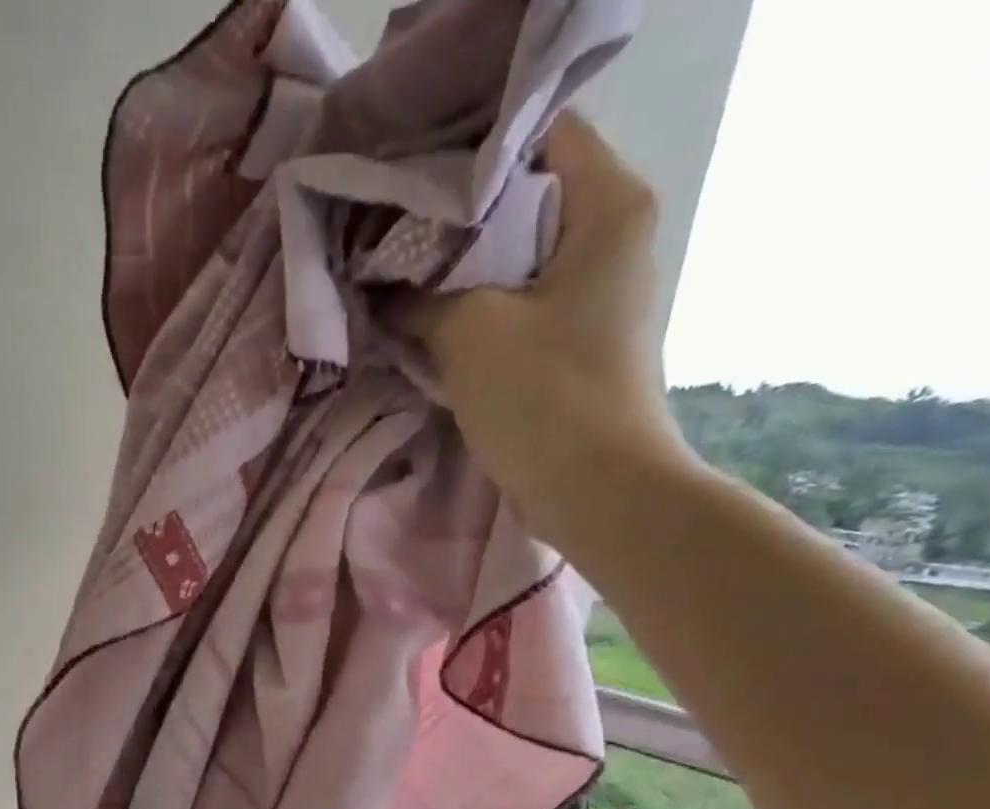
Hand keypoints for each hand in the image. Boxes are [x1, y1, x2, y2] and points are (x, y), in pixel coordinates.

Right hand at [413, 113, 691, 541]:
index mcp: (606, 206)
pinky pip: (513, 312)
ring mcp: (591, 298)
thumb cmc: (545, 396)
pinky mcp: (570, 347)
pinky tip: (423, 330)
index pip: (535, 136)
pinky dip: (471, 318)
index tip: (403, 190)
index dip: (464, 159)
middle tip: (383, 239)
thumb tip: (381, 289)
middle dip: (448, 224)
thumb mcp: (469, 331)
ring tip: (392, 284)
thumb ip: (419, 297)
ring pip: (509, 264)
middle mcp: (609, 240)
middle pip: (518, 203)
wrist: (595, 491)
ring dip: (454, 278)